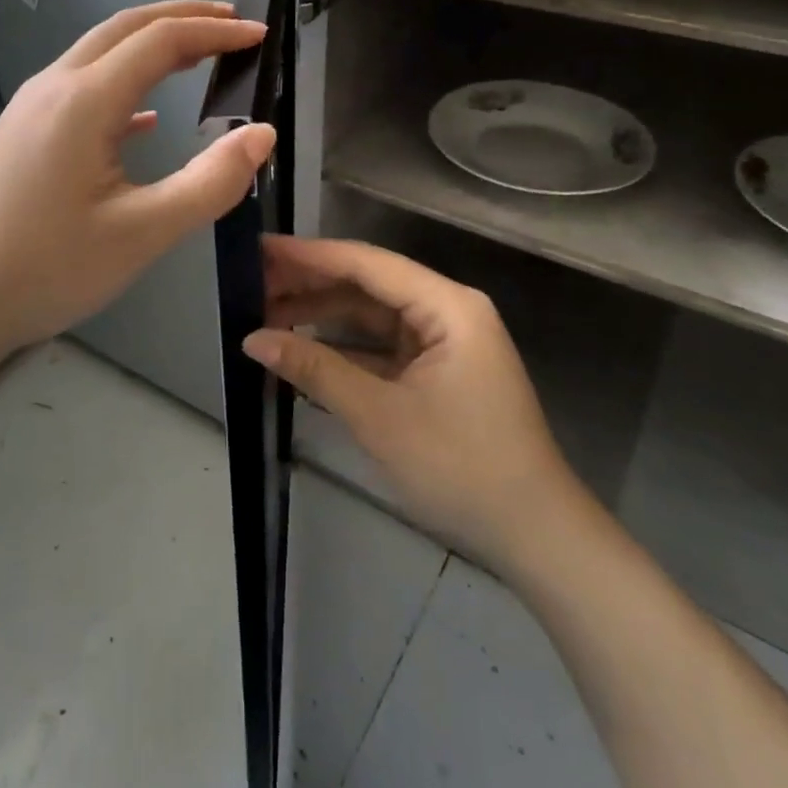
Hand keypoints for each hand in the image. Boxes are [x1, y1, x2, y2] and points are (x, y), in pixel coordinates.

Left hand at [0, 0, 275, 360]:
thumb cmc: (45, 268)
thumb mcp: (141, 233)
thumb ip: (209, 183)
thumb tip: (262, 134)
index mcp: (85, 100)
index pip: (161, 41)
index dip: (215, 32)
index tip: (260, 36)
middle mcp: (53, 87)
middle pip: (125, 29)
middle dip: (182, 18)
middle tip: (233, 25)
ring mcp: (29, 109)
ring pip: (98, 54)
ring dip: (150, 45)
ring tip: (197, 56)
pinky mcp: (18, 135)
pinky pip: (79, 89)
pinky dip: (122, 84)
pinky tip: (142, 120)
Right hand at [243, 236, 573, 562]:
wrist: (535, 538)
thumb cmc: (461, 467)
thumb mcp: (379, 416)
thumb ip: (315, 369)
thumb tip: (252, 339)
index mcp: (447, 306)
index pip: (367, 264)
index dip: (309, 255)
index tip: (259, 249)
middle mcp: (448, 312)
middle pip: (368, 284)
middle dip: (311, 285)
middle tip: (252, 285)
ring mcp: (444, 343)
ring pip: (372, 315)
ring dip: (323, 316)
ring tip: (266, 315)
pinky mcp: (437, 372)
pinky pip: (381, 346)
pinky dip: (344, 348)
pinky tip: (302, 350)